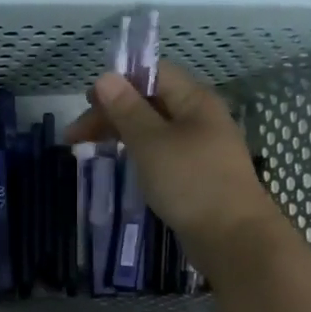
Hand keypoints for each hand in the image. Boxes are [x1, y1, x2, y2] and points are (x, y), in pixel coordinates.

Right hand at [67, 60, 284, 279]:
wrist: (234, 238)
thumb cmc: (191, 183)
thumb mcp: (151, 142)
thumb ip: (127, 109)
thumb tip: (105, 77)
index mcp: (195, 100)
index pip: (154, 73)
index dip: (119, 82)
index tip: (88, 104)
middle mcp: (201, 117)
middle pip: (151, 101)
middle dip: (112, 112)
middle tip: (76, 137)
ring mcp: (201, 147)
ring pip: (155, 129)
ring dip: (123, 134)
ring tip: (92, 151)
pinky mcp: (198, 174)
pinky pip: (163, 153)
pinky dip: (140, 154)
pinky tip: (124, 167)